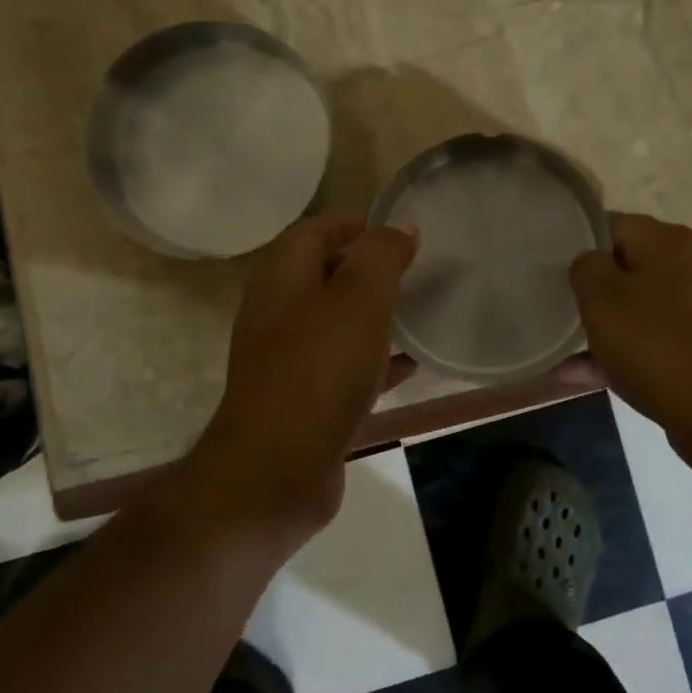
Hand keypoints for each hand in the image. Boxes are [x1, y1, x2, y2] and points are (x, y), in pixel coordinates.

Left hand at [195, 213, 416, 539]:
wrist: (277, 469)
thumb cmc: (319, 369)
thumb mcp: (359, 299)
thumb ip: (381, 256)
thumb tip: (399, 227)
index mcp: (282, 279)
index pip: (311, 231)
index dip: (348, 223)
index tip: (390, 227)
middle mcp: (277, 313)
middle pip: (321, 275)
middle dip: (363, 267)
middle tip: (409, 268)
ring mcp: (287, 359)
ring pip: (334, 322)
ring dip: (370, 313)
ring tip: (414, 309)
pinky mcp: (302, 399)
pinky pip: (343, 366)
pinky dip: (373, 359)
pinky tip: (408, 365)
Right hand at [570, 213, 691, 470]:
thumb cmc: (653, 341)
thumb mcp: (600, 295)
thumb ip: (585, 266)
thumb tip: (588, 262)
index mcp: (667, 239)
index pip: (611, 225)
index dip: (578, 245)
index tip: (554, 270)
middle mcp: (689, 264)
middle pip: (625, 268)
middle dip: (591, 291)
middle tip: (559, 308)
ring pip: (636, 308)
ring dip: (603, 328)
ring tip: (563, 350)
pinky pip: (650, 340)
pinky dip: (622, 354)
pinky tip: (582, 376)